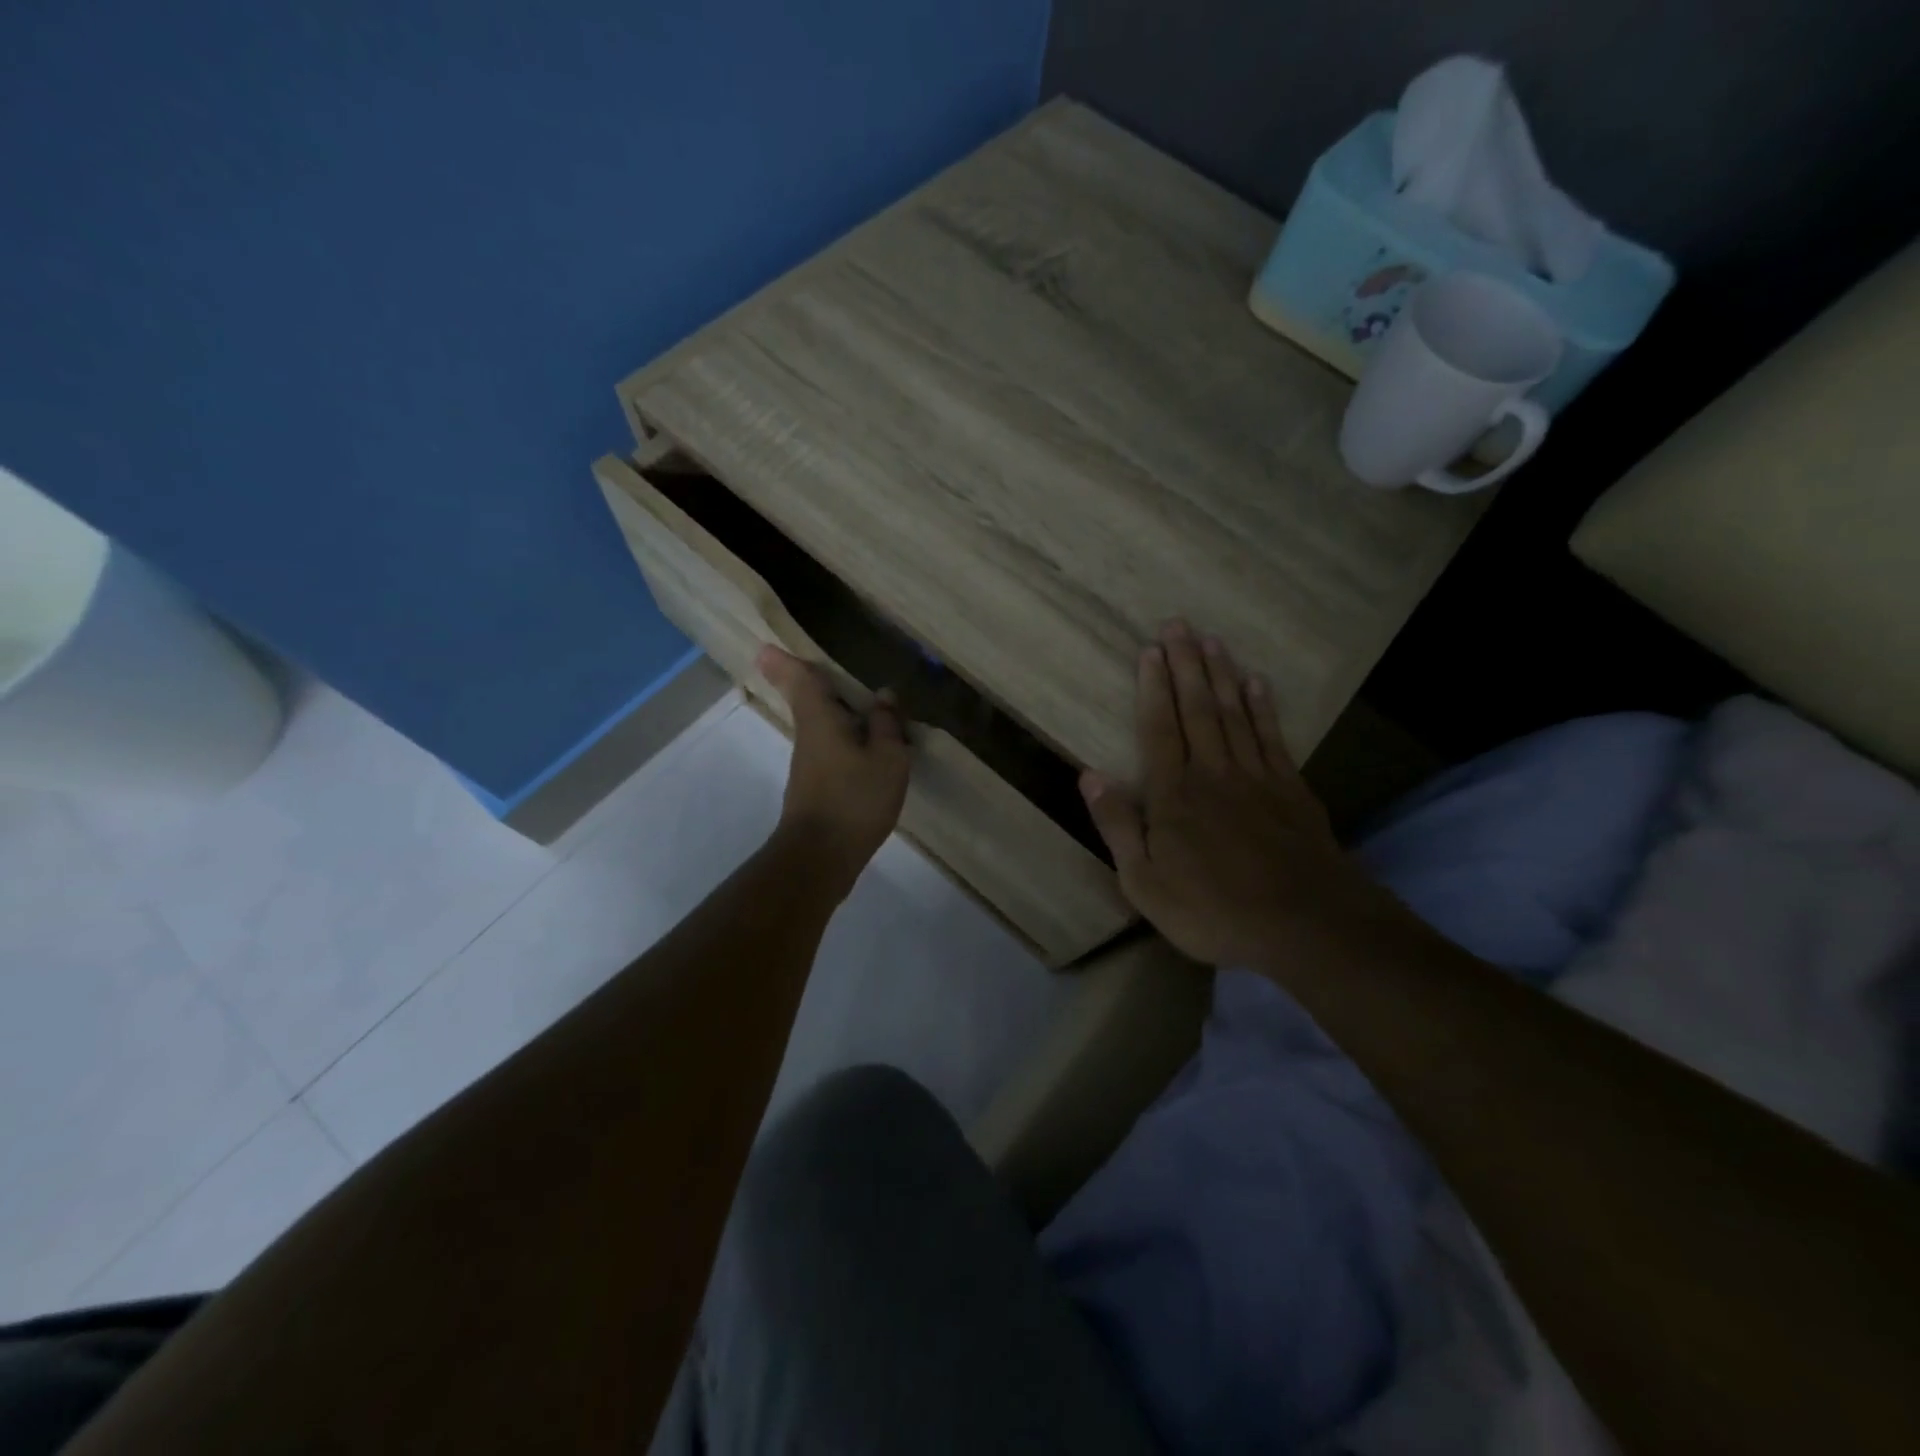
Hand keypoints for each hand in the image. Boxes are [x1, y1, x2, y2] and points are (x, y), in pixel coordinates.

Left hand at [757, 645, 910, 895]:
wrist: (820, 858)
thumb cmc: (854, 800)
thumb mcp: (887, 759)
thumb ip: (887, 725)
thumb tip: (884, 695)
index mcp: (821, 720)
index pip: (801, 681)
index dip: (787, 662)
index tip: (766, 647)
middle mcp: (809, 737)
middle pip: (807, 701)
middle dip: (807, 682)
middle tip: (809, 665)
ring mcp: (809, 765)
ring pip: (820, 727)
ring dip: (835, 713)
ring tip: (863, 706)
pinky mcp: (815, 788)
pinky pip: (830, 749)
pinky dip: (845, 740)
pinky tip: (867, 749)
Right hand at [1079, 622, 1393, 967]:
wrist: (1304, 925)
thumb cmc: (1212, 910)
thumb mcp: (1144, 882)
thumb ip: (1117, 825)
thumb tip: (1089, 775)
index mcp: (1173, 794)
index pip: (1159, 728)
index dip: (1152, 687)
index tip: (1150, 649)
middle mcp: (1213, 772)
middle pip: (1197, 709)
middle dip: (1186, 664)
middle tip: (1179, 624)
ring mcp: (1256, 777)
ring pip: (1234, 714)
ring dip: (1221, 675)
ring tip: (1212, 640)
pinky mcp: (1291, 789)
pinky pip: (1272, 737)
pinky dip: (1263, 707)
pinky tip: (1257, 683)